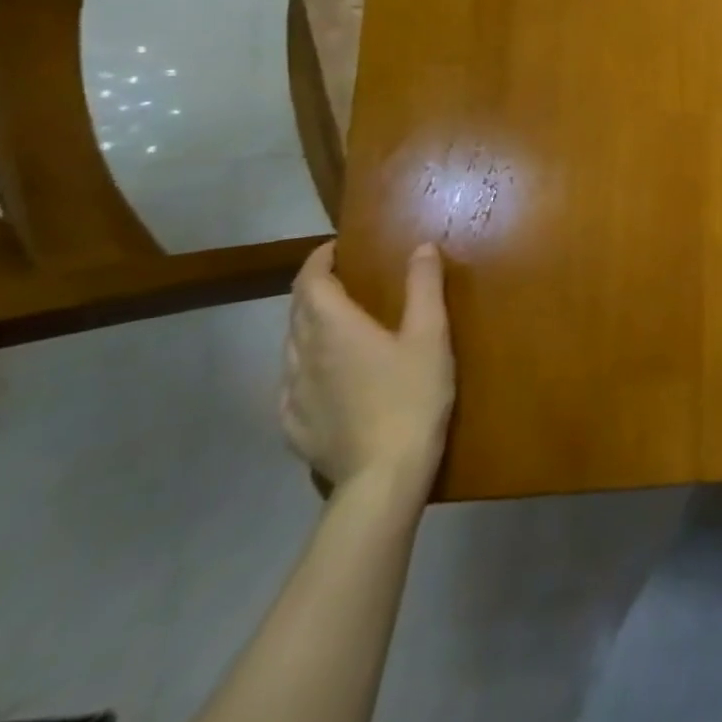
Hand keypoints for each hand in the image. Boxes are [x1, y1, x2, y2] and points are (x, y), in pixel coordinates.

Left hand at [282, 242, 453, 499]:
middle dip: (315, 289)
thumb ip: (424, 287)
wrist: (384, 474)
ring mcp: (291, 393)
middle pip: (297, 311)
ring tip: (338, 324)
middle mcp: (302, 354)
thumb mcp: (430, 335)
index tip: (337, 248)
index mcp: (333, 328)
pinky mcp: (292, 424)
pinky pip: (291, 381)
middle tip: (344, 280)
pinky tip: (327, 375)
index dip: (319, 260)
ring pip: (290, 346)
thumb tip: (420, 247)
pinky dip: (306, 363)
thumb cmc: (412, 395)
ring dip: (309, 325)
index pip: (311, 282)